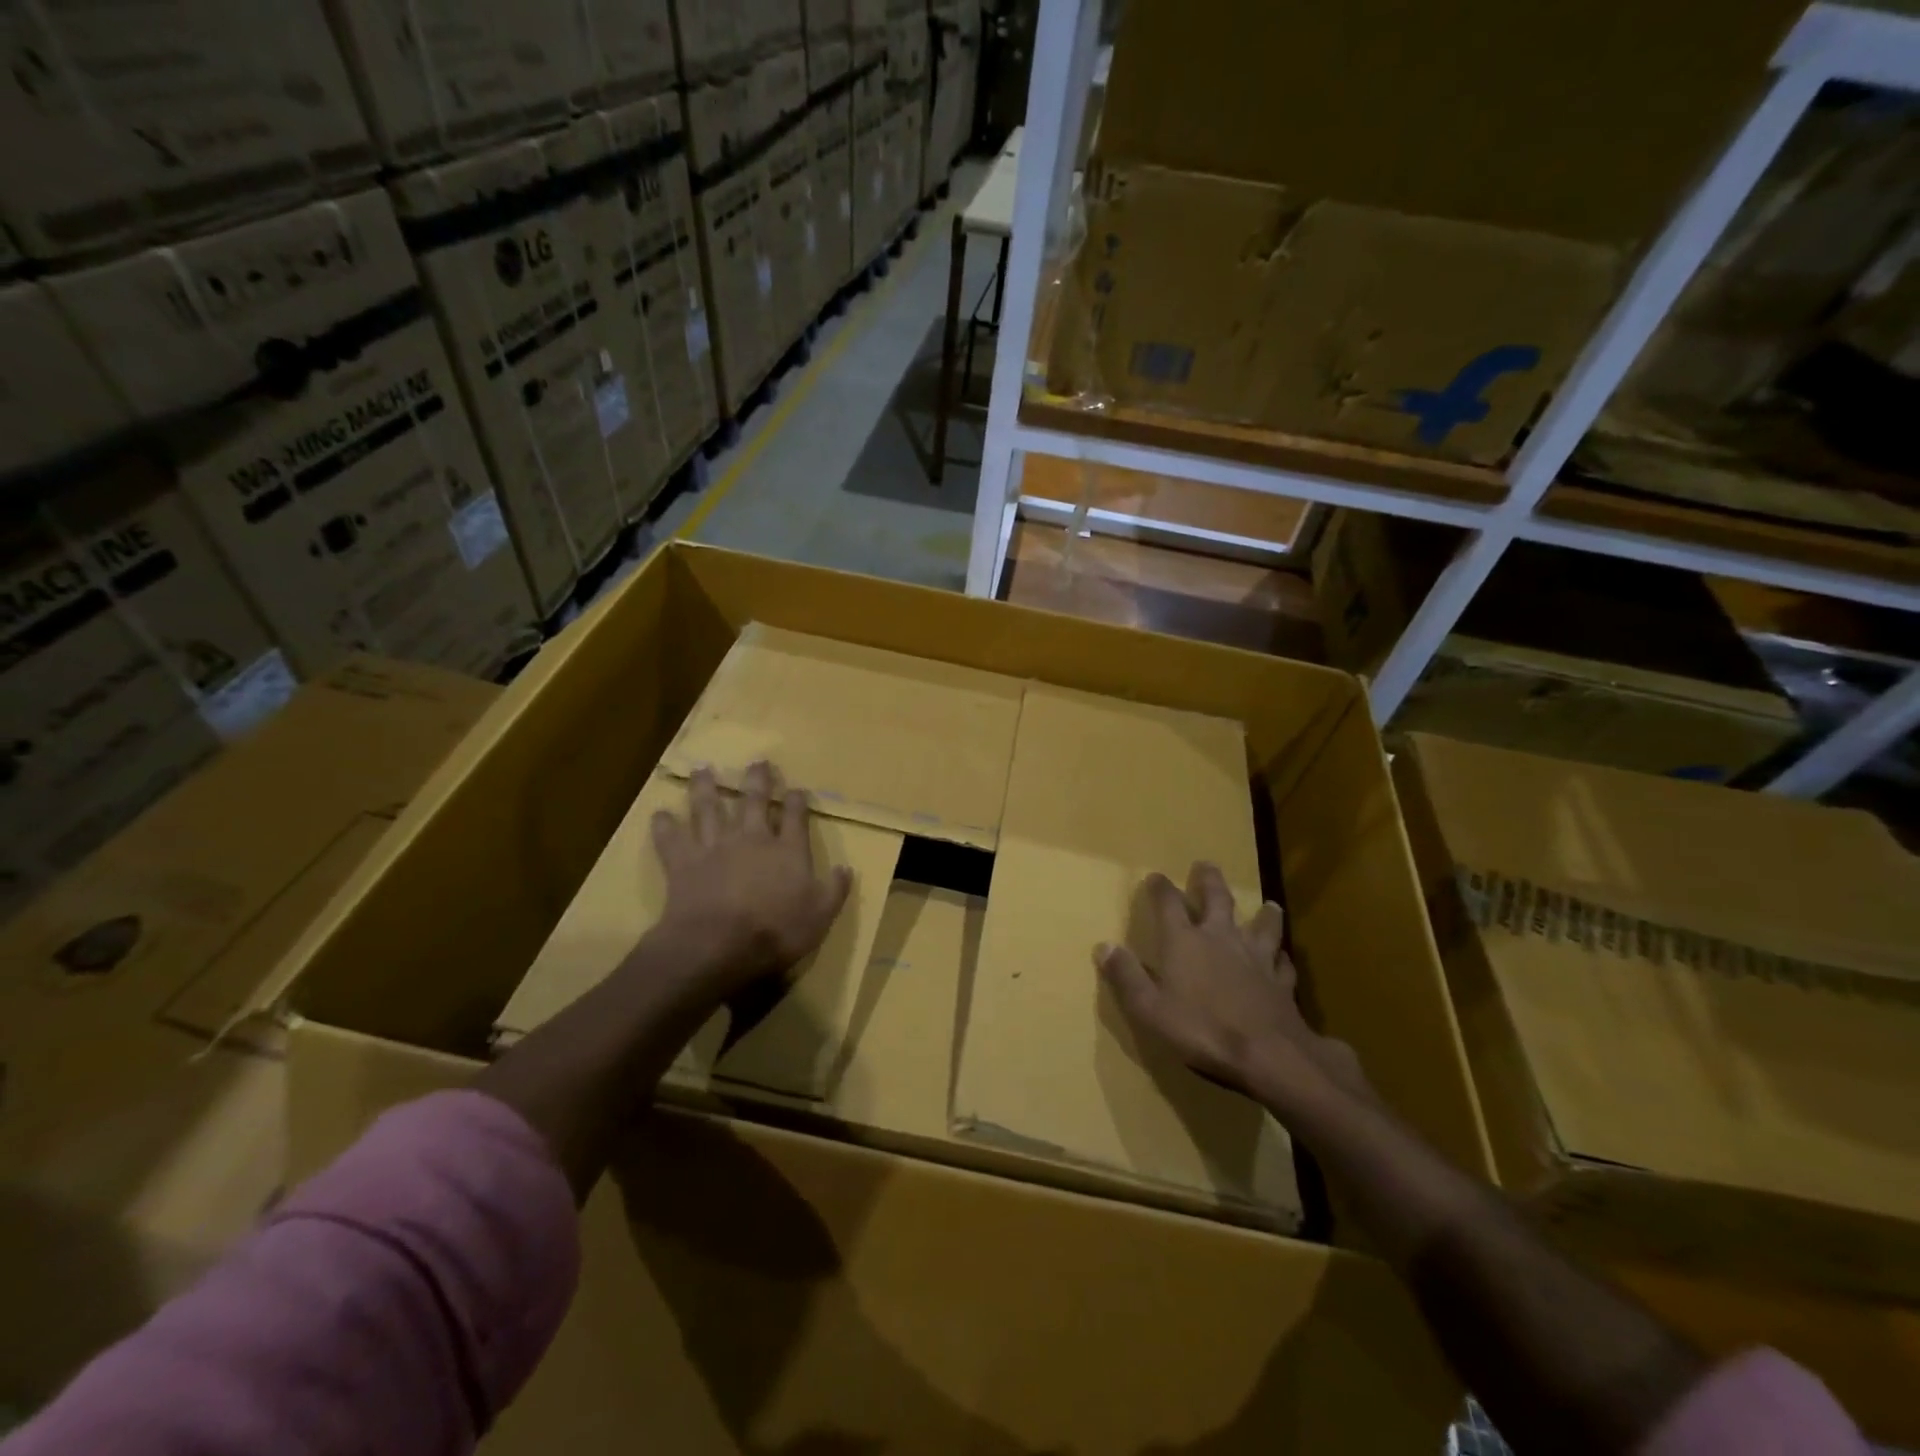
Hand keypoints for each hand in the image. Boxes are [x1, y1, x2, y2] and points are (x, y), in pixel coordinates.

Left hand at [648, 762, 852, 1003]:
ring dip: (706, 788)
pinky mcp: (683, 862)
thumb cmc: (776, 932)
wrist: (718, 944)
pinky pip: (671, 839)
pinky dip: (664, 826)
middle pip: (754, 801)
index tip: (797, 790)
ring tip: (702, 770)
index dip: (797, 801)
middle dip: (757, 780)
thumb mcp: (820, 916)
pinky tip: (659, 814)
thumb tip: (846, 868)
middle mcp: (752, 839)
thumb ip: (834, 889)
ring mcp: (715, 847)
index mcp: (787, 851)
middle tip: (757, 762)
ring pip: (709, 809)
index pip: (795, 817)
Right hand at [1096, 863, 1370, 1111]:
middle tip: (1206, 865)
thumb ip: (1126, 976)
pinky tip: (1283, 958)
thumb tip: (1104, 946)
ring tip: (1269, 904)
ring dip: (1263, 914)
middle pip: (1217, 899)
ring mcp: (1255, 958)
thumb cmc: (1200, 1029)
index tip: (1155, 876)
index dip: (1160, 888)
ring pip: (1262, 926)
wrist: (1267, 1054)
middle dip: (1209, 881)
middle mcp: (1220, 939)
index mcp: (1184, 942)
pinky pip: (1282, 963)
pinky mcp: (1280, 982)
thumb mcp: (1149, 1008)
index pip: (1168, 903)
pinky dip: (1281, 958)